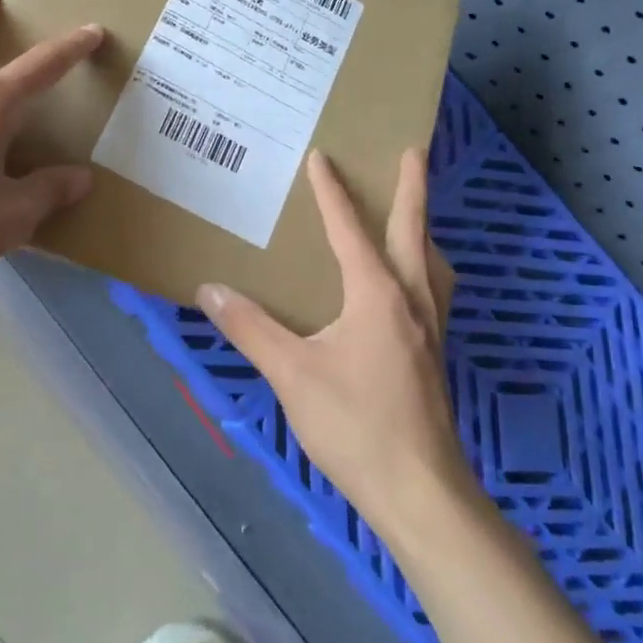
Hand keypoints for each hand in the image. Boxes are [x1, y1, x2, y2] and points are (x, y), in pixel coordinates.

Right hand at [197, 149, 479, 537]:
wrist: (420, 492)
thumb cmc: (355, 425)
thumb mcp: (292, 374)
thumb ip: (250, 328)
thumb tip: (209, 288)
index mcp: (377, 294)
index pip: (350, 230)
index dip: (332, 193)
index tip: (322, 157)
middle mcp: (411, 301)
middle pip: (413, 231)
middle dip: (411, 188)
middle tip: (411, 151)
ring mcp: (429, 329)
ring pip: (430, 262)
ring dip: (421, 229)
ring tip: (411, 214)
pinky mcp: (433, 356)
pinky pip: (431, 291)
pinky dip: (422, 267)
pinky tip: (406, 289)